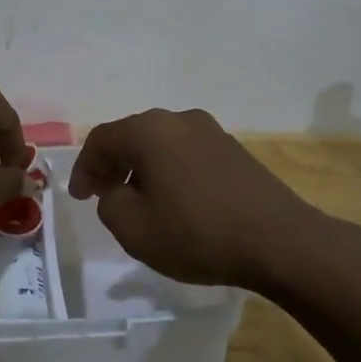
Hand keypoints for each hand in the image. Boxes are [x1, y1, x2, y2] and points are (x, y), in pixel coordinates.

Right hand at [68, 107, 334, 287]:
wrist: (280, 241)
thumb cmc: (197, 233)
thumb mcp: (133, 229)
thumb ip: (110, 202)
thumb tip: (117, 190)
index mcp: (149, 131)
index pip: (101, 139)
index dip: (84, 168)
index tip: (80, 198)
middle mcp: (178, 120)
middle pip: (132, 136)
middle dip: (112, 165)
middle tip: (104, 195)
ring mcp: (211, 131)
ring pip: (161, 144)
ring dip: (143, 168)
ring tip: (140, 201)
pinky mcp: (234, 150)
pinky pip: (187, 153)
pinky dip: (170, 171)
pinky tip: (177, 201)